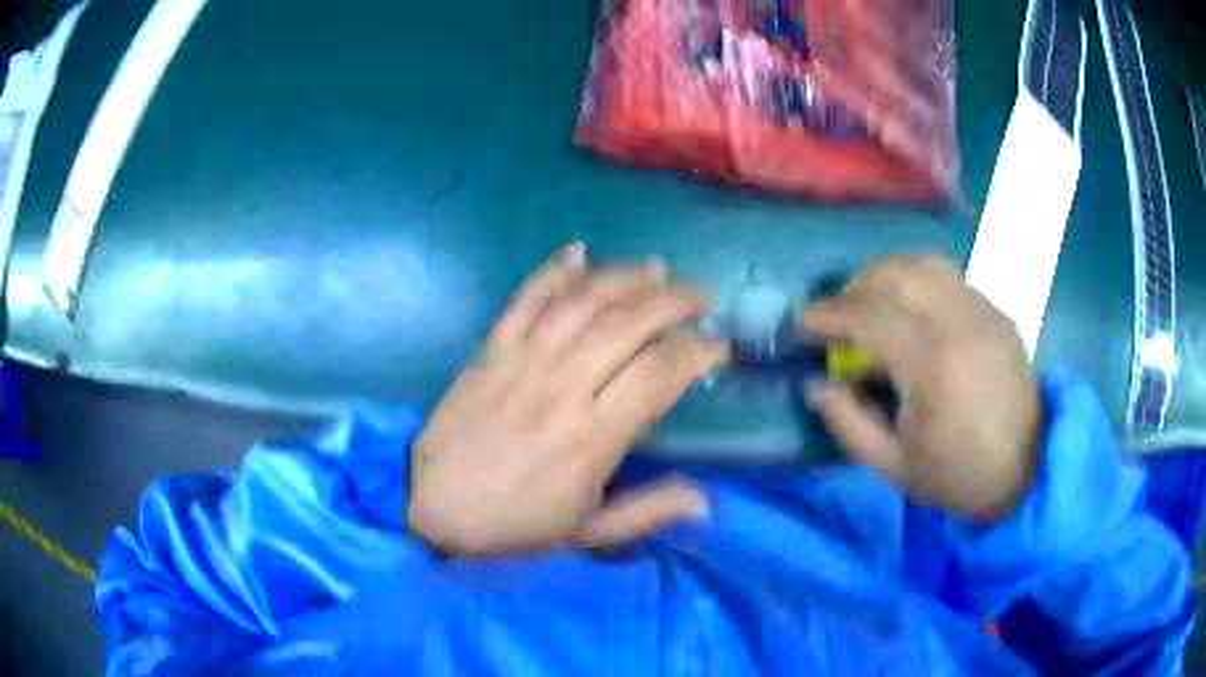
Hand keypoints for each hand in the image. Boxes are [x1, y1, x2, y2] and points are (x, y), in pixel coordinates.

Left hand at [408, 245, 727, 554]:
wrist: (429, 503)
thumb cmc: (513, 523)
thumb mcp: (586, 533)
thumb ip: (648, 513)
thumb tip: (708, 503)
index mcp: (592, 436)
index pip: (659, 374)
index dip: (698, 352)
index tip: (719, 346)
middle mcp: (563, 385)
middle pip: (628, 324)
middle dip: (674, 302)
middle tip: (701, 296)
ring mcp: (523, 360)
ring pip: (583, 302)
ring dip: (624, 277)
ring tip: (656, 269)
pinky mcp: (491, 348)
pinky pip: (525, 298)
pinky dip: (553, 271)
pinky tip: (577, 251)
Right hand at [800, 255, 1041, 523]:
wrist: (1027, 467)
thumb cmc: (958, 475)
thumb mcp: (893, 466)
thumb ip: (848, 423)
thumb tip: (815, 384)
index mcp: (932, 364)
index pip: (868, 316)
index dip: (827, 315)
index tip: (802, 325)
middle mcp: (958, 321)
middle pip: (893, 273)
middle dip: (853, 288)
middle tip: (838, 319)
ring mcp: (981, 309)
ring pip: (921, 263)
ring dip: (885, 277)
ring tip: (873, 307)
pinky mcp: (995, 309)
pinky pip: (947, 276)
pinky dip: (917, 284)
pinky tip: (913, 314)